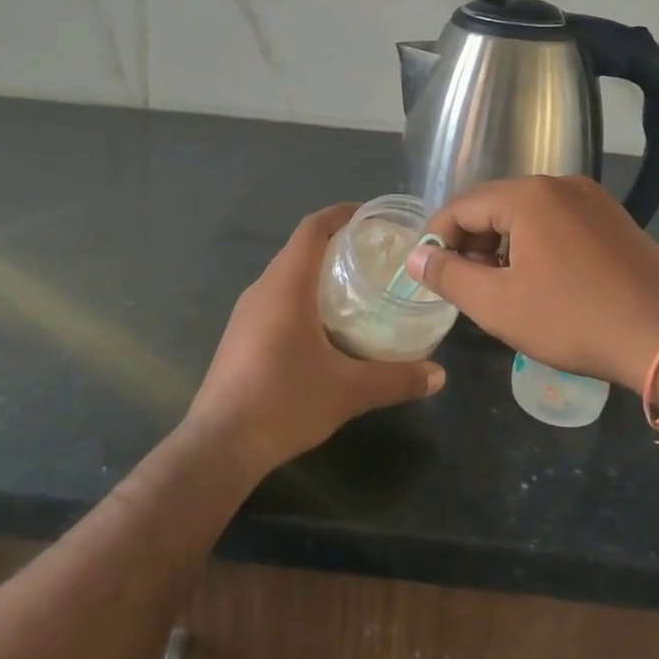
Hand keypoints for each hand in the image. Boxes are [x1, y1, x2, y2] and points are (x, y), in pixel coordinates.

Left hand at [187, 204, 444, 476]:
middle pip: (300, 249)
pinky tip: (325, 327)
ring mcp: (245, 313)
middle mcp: (261, 289)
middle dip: (336, 244)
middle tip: (375, 256)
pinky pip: (275, 298)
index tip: (372, 216)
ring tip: (356, 288)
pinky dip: (302, 296)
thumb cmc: (284, 402)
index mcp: (286, 286)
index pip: (312, 228)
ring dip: (318, 272)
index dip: (341, 214)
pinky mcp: (239, 335)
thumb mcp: (348, 391)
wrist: (220, 444)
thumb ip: (396, 379)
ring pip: (285, 275)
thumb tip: (439, 375)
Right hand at [408, 175, 658, 386]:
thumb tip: (417, 257)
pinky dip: (538, 245)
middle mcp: (561, 184)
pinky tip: (543, 281)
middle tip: (467, 285)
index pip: (462, 207)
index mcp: (528, 195)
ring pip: (528, 215)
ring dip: (504, 245)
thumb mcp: (497, 304)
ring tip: (503, 287)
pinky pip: (559, 222)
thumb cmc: (572, 320)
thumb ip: (448, 275)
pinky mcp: (614, 219)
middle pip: (495, 206)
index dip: (437, 239)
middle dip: (472, 243)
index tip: (430, 273)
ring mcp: (593, 199)